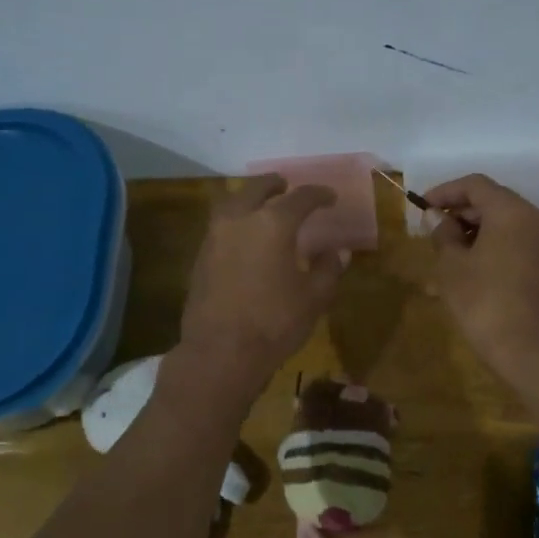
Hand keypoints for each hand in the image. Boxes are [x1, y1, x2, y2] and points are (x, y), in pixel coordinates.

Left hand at [178, 175, 347, 395]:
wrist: (220, 352)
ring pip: (232, 202)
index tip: (330, 197)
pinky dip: (236, 220)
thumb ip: (328, 269)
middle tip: (286, 186)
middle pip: (257, 188)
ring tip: (262, 205)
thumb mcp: (314, 298)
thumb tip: (338, 251)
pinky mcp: (200, 257)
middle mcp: (240, 219)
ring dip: (249, 198)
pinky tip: (245, 236)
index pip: (300, 198)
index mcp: (273, 223)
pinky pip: (220, 225)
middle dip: (274, 185)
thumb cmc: (274, 323)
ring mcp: (215, 237)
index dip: (319, 195)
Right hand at [425, 174, 538, 376]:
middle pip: (494, 201)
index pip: (475, 185)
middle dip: (461, 211)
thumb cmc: (484, 302)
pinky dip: (494, 243)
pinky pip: (518, 240)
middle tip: (432, 229)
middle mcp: (536, 218)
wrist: (529, 350)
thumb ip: (442, 234)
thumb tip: (434, 217)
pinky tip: (472, 265)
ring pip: (507, 222)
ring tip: (448, 250)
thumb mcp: (452, 266)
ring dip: (476, 229)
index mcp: (512, 211)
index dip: (445, 192)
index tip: (422, 207)